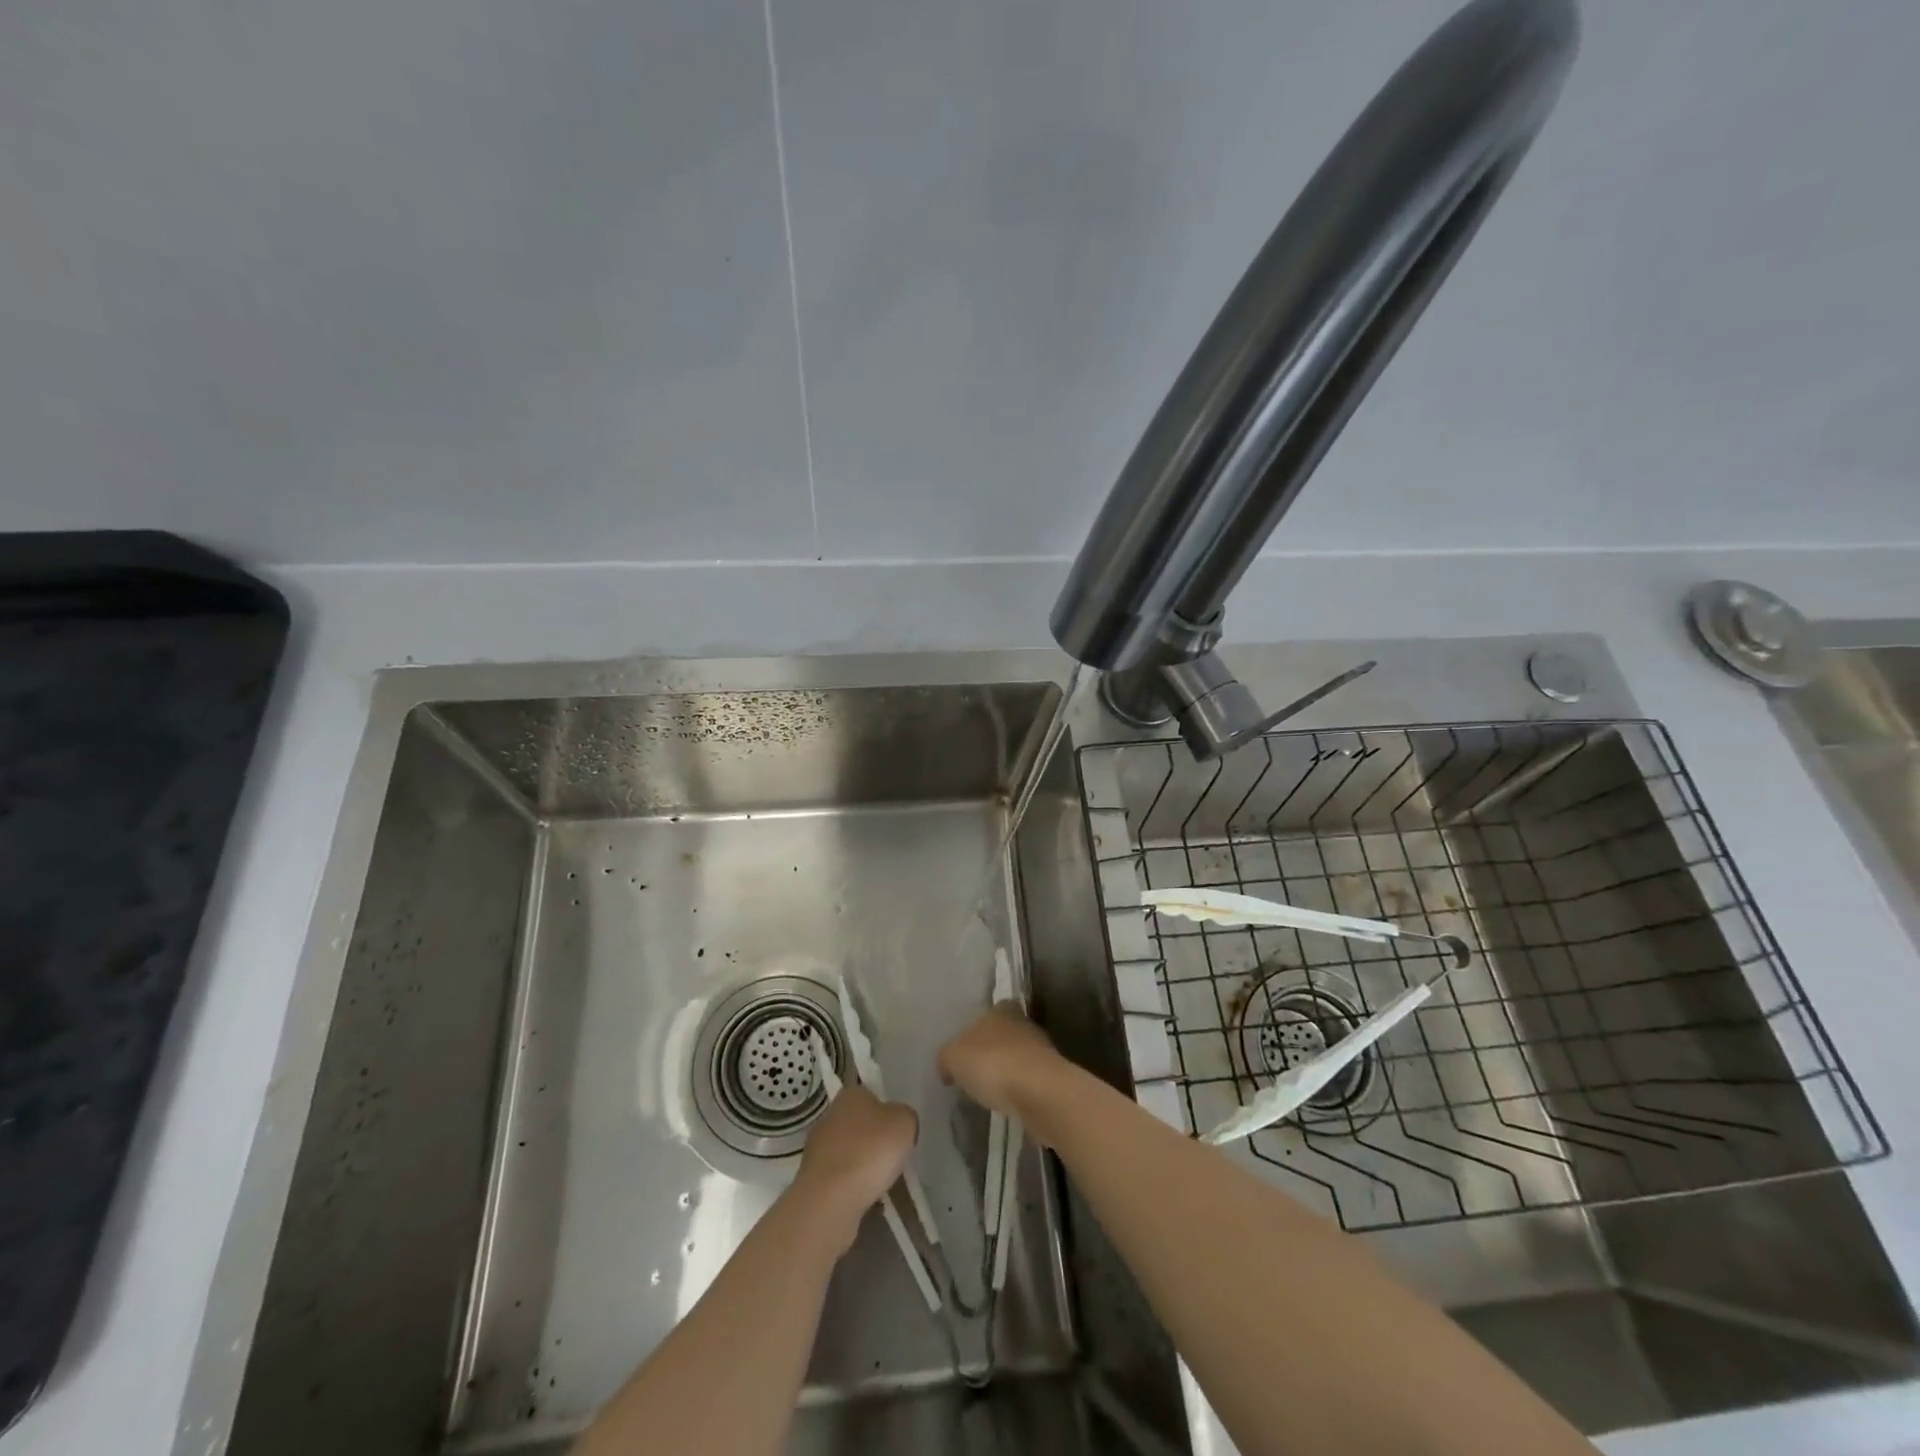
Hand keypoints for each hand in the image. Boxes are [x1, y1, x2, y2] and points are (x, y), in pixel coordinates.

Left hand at [792, 1083, 917, 1252]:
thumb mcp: (905, 1123)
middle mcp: (829, 1115)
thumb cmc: (870, 1151)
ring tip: (881, 1183)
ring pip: (848, 1152)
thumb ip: (905, 1116)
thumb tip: (898, 1122)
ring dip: (861, 1164)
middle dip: (873, 1139)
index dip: (887, 1112)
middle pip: (858, 1124)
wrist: (831, 1200)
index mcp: (850, 1094)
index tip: (897, 1132)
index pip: (871, 1095)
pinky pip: (840, 1178)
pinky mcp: (812, 1179)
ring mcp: (817, 1148)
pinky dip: (851, 1186)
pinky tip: (864, 1198)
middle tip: (892, 1157)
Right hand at [937, 1004, 1065, 1118]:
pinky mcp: (1052, 1078)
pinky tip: (1008, 1104)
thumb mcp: (953, 1057)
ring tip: (990, 1093)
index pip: (989, 1013)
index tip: (966, 1052)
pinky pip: (1028, 1081)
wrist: (1039, 1092)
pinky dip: (1019, 1091)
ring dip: (1007, 1072)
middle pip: (1004, 1035)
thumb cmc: (992, 1063)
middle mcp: (1024, 1023)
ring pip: (1018, 1058)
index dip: (976, 1031)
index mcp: (1001, 1009)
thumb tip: (948, 1066)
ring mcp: (1042, 1051)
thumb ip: (947, 1058)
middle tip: (975, 1074)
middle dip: (992, 1051)